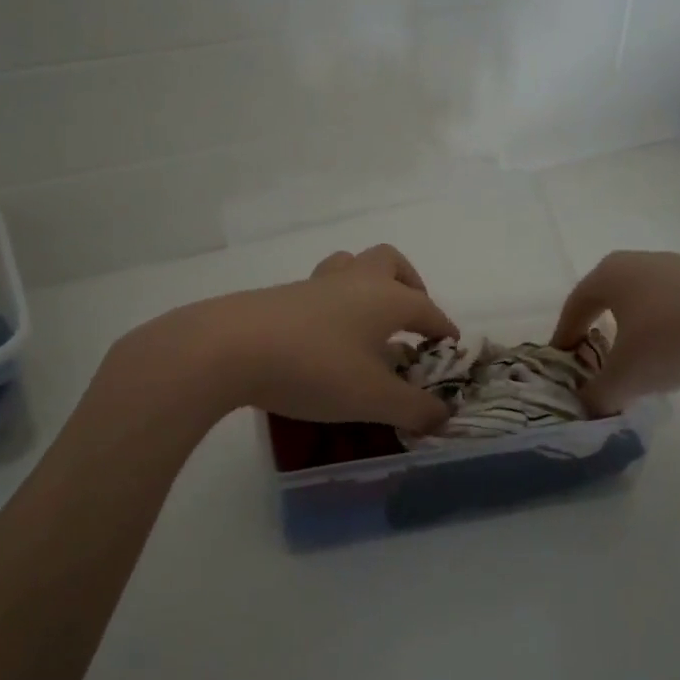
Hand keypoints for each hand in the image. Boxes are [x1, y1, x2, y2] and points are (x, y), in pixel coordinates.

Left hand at [115, 245, 459, 432]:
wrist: (229, 348)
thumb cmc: (315, 368)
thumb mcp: (373, 399)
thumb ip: (413, 409)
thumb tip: (443, 417)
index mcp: (385, 298)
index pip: (427, 309)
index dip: (443, 329)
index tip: (450, 347)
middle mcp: (354, 281)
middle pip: (390, 262)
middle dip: (408, 285)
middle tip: (410, 318)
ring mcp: (314, 285)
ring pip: (350, 266)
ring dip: (367, 285)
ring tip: (367, 322)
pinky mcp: (281, 296)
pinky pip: (319, 290)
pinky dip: (332, 306)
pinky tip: (324, 338)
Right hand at [551, 251, 679, 413]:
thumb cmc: (671, 340)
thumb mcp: (625, 378)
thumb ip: (598, 395)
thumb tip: (589, 406)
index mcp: (609, 275)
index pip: (576, 304)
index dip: (565, 333)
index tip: (562, 357)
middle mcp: (639, 262)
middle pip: (609, 296)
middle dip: (600, 325)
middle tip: (598, 354)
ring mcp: (679, 266)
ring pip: (646, 299)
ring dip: (638, 326)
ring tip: (644, 357)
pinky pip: (678, 304)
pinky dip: (671, 326)